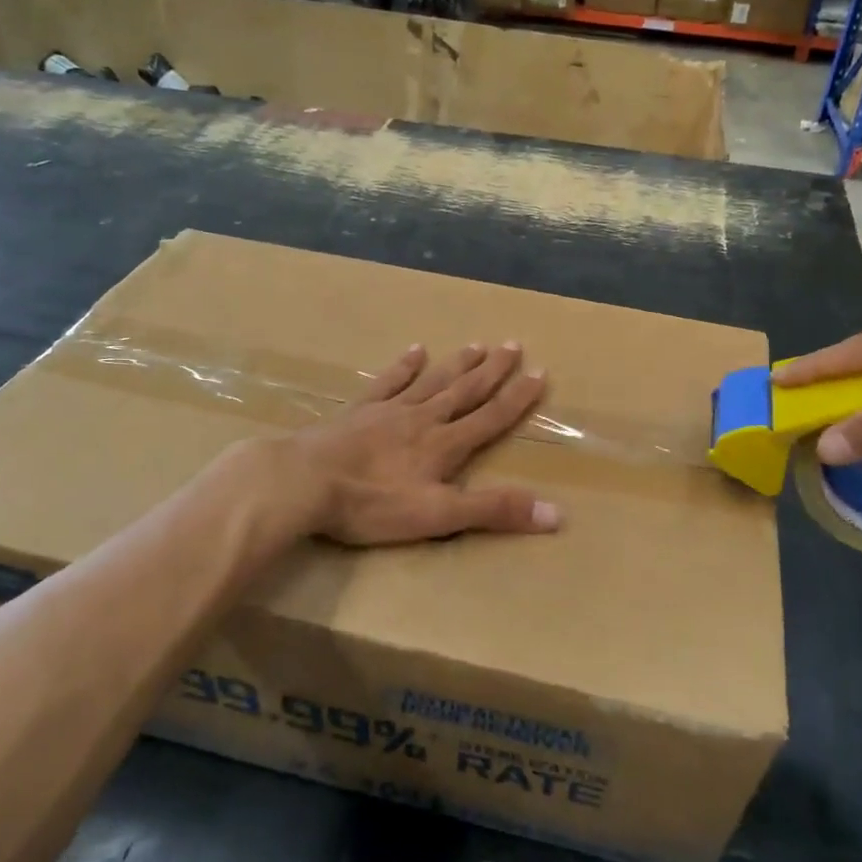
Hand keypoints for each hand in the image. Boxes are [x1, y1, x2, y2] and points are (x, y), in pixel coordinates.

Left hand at [289, 341, 559, 545]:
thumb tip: (556, 514)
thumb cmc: (372, 504)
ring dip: (457, 364)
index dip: (518, 398)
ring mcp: (389, 410)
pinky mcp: (359, 411)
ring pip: (432, 381)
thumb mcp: (439, 516)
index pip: (491, 417)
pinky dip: (404, 366)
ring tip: (478, 344)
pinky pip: (388, 382)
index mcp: (444, 445)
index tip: (540, 373)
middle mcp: (423, 419)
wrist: (304, 482)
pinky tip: (414, 350)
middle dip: (493, 370)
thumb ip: (494, 511)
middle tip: (513, 345)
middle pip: (465, 390)